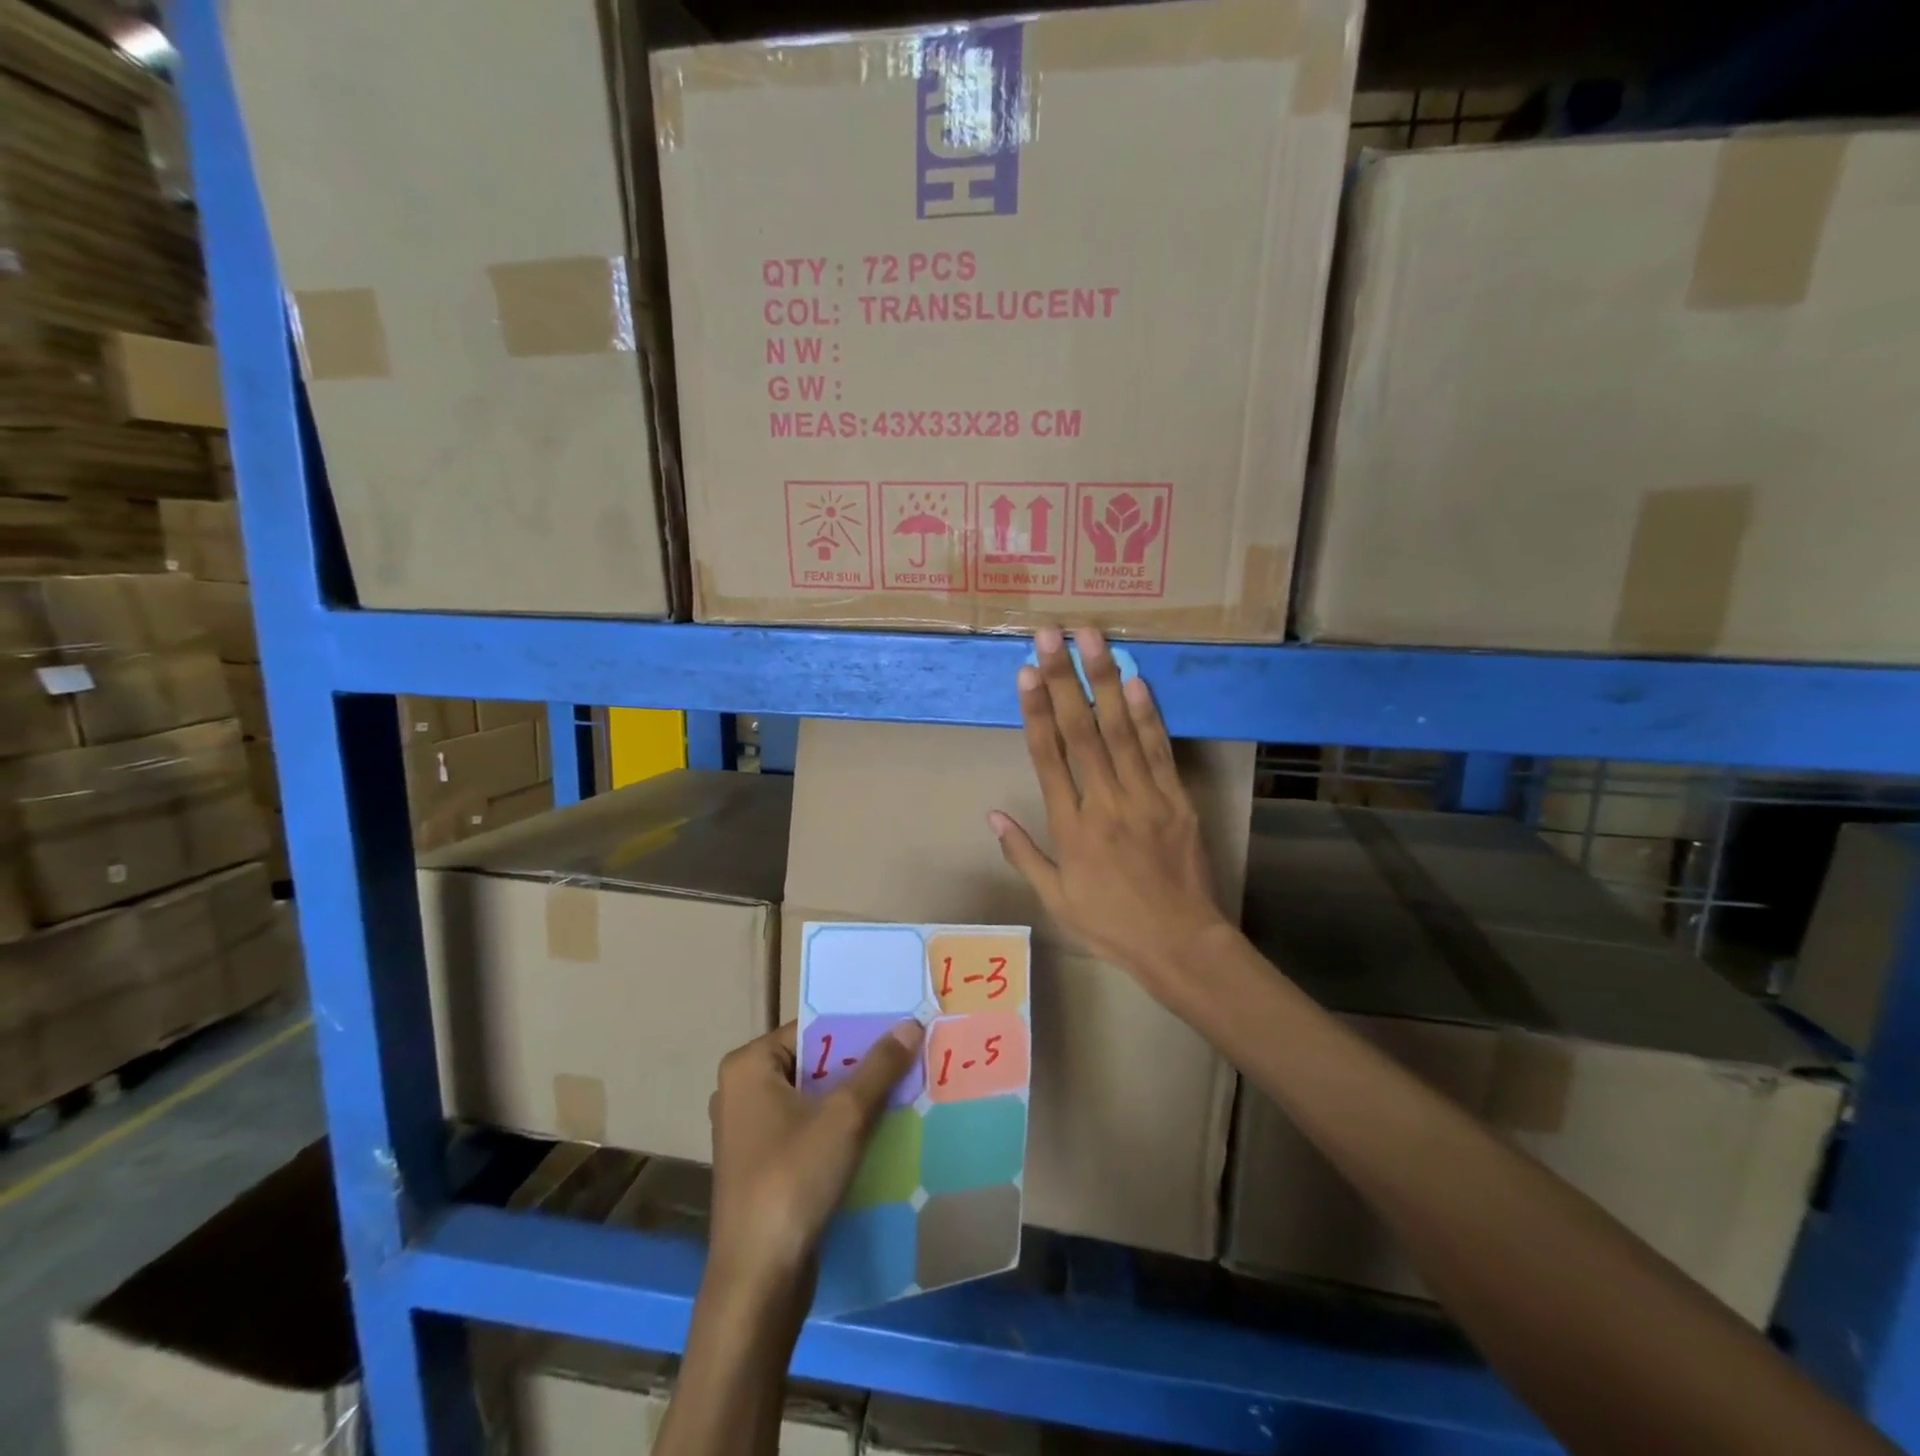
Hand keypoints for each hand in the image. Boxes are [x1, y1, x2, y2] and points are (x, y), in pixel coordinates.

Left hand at [707, 1020, 922, 1297]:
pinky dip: (838, 1127)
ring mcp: (749, 1130)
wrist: (758, 1281)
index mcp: (748, 1065)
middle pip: (814, 1062)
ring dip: (853, 1098)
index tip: (899, 1030)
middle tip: (907, 1058)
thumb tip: (911, 1023)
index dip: (858, 1029)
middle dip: (859, 1065)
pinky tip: (877, 1131)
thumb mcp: (845, 1117)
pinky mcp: (761, 1164)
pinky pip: (807, 1127)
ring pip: (813, 1097)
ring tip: (901, 1090)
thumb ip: (880, 1066)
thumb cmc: (793, 1181)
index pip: (813, 1029)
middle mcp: (742, 1089)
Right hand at [990, 626, 1231, 1004]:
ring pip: (1120, 730)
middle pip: (1081, 731)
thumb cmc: (1110, 923)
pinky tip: (1135, 682)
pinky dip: (1148, 715)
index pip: (1047, 757)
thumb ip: (1023, 854)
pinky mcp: (1176, 799)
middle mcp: (1105, 801)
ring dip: (1105, 681)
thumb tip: (991, 816)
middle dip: (1064, 679)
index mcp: (1070, 826)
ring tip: (1093, 640)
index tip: (1025, 672)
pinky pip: (1159, 750)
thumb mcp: (1055, 898)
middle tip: (1051, 635)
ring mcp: (1144, 796)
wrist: (1179, 942)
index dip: (1036, 710)